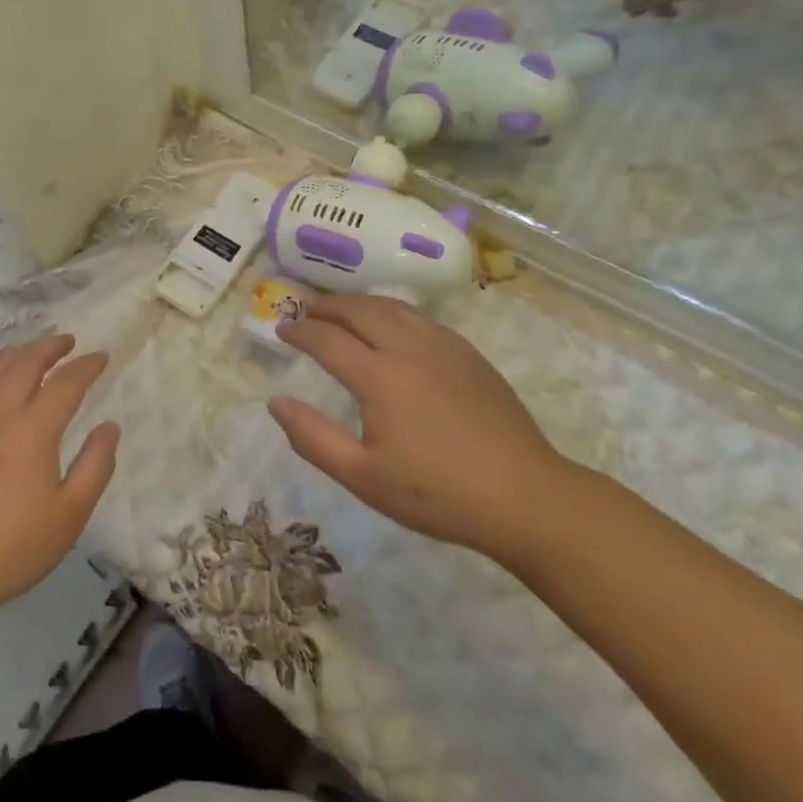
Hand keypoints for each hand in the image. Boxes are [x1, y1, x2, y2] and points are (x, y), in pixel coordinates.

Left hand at [0, 334, 119, 620]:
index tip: (101, 358)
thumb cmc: (15, 545)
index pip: (65, 383)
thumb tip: (109, 426)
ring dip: (16, 352)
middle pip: (25, 363)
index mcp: (33, 430)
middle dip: (50, 347)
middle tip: (67, 342)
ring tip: (32, 350)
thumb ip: (95, 465)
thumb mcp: (70, 514)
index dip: (86, 366)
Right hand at [269, 296, 572, 558]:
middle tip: (306, 311)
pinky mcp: (470, 355)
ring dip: (360, 304)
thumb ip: (314, 438)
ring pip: (393, 308)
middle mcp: (409, 349)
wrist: (525, 497)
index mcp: (380, 377)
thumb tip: (276, 403)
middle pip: (360, 311)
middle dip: (328, 307)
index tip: (281, 330)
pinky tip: (393, 328)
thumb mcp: (363, 477)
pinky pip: (421, 319)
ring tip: (343, 311)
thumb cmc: (437, 493)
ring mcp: (444, 348)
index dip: (300, 332)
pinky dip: (394, 313)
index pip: (327, 339)